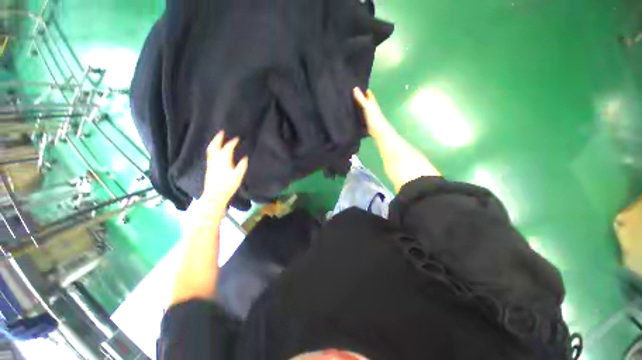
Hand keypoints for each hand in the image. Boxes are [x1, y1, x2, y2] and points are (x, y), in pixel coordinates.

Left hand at [202, 131, 248, 208]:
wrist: (215, 195)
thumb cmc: (228, 186)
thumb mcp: (238, 176)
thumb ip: (242, 166)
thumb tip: (245, 157)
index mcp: (223, 161)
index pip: (227, 148)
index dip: (232, 142)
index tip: (237, 138)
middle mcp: (215, 160)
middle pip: (214, 146)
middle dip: (218, 138)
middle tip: (221, 131)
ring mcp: (210, 164)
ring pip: (210, 150)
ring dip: (214, 142)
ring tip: (217, 138)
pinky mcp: (209, 168)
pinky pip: (210, 154)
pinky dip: (212, 148)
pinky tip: (215, 150)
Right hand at [353, 87, 391, 139]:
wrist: (377, 131)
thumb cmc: (373, 117)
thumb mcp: (366, 106)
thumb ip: (361, 98)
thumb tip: (354, 88)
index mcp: (372, 102)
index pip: (368, 93)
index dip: (363, 89)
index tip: (355, 85)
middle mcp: (370, 108)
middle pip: (364, 101)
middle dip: (358, 98)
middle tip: (348, 95)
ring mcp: (368, 115)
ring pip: (361, 109)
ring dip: (356, 107)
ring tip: (347, 104)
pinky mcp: (365, 122)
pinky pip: (359, 116)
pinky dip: (356, 115)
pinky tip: (350, 116)